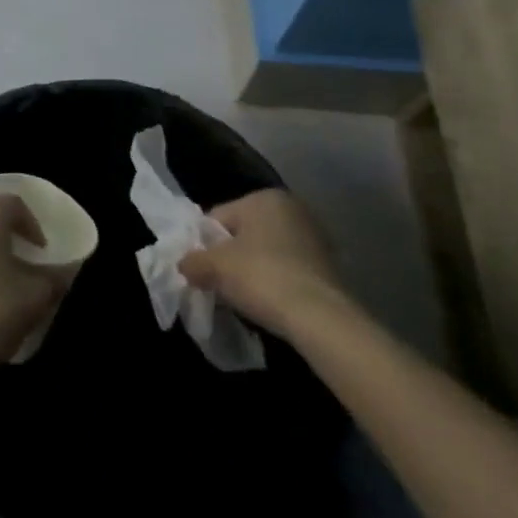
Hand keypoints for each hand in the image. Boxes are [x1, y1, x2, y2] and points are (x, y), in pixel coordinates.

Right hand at [177, 187, 353, 338]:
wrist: (321, 320)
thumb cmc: (261, 277)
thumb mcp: (212, 267)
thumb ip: (192, 261)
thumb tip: (186, 266)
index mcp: (264, 198)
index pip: (217, 218)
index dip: (204, 245)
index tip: (200, 269)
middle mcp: (293, 210)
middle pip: (243, 234)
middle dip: (229, 257)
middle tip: (218, 283)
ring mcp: (316, 239)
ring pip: (266, 253)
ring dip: (253, 271)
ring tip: (243, 296)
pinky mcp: (331, 268)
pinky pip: (288, 270)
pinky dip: (275, 283)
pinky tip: (269, 302)